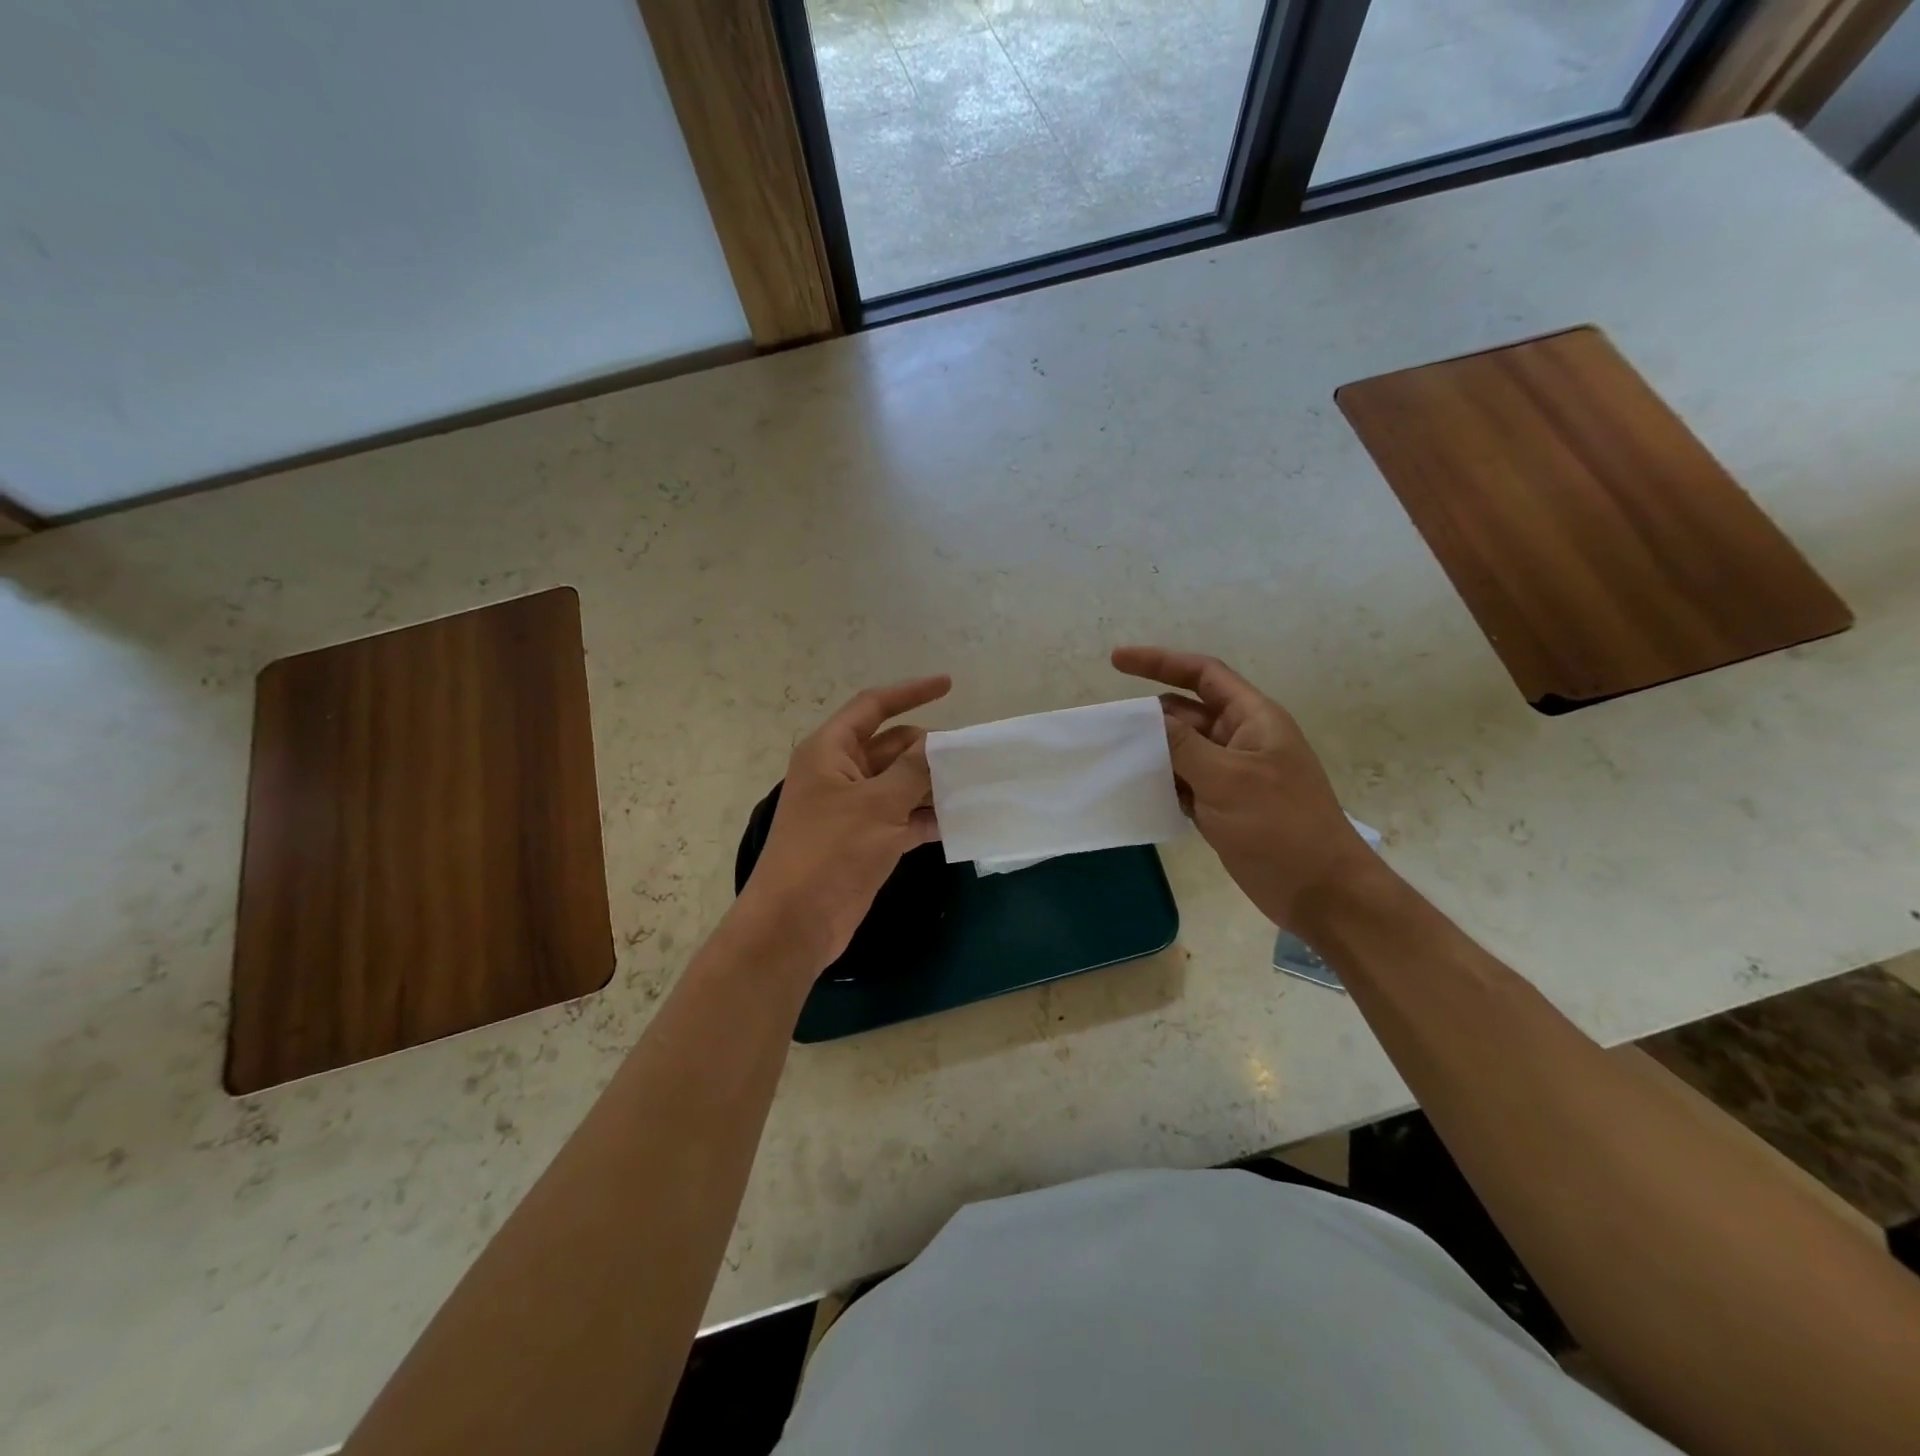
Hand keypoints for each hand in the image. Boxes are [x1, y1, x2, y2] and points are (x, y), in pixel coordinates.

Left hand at [734, 675, 951, 973]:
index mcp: (831, 750)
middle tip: (973, 754)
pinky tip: (960, 821)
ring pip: (900, 784)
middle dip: (929, 749)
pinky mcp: (866, 840)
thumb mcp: (877, 804)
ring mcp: (853, 809)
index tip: (949, 685)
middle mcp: (841, 773)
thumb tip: (938, 744)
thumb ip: (912, 770)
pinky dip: (927, 818)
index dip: (910, 692)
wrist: (796, 922)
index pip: (872, 706)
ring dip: (932, 785)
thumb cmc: (830, 851)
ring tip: (976, 784)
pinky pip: (903, 817)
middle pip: (892, 747)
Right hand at [1112, 646, 1376, 929]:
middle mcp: (1242, 739)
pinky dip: (1162, 782)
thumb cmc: (1280, 826)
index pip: (1203, 674)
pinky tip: (1134, 789)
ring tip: (1110, 754)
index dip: (1160, 661)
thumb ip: (1183, 745)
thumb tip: (1148, 718)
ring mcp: (1232, 775)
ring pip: (1183, 749)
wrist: (1319, 891)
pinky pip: (1184, 782)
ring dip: (1152, 750)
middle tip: (1106, 724)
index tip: (1116, 661)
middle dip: (1150, 714)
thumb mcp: (1227, 779)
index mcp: (1253, 719)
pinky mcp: (1223, 806)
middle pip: (1187, 712)